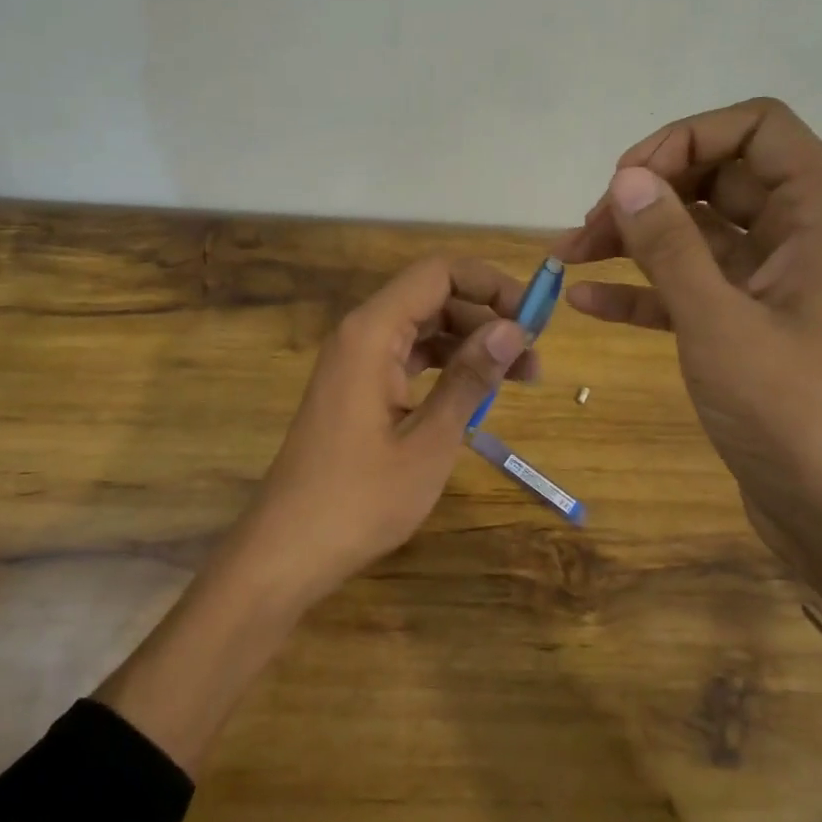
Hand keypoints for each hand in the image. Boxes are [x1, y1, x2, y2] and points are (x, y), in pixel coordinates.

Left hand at [235, 255, 536, 608]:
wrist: (288, 549)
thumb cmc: (360, 499)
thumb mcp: (430, 440)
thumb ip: (470, 379)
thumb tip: (514, 329)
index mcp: (372, 332)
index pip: (438, 273)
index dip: (490, 283)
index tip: (533, 317)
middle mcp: (360, 335)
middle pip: (431, 298)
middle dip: (486, 317)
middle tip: (533, 357)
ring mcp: (354, 362)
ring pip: (421, 329)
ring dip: (470, 344)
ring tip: (519, 378)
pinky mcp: (355, 389)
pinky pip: (406, 358)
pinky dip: (444, 367)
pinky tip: (475, 394)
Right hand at [556, 98, 821, 545]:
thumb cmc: (791, 410)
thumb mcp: (718, 320)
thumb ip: (668, 244)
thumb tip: (626, 178)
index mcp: (819, 212)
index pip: (755, 127)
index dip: (686, 138)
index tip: (627, 179)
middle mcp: (800, 233)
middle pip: (716, 176)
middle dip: (647, 193)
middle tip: (588, 225)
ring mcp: (771, 280)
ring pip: (695, 232)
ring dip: (633, 238)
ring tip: (569, 256)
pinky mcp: (746, 323)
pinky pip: (688, 285)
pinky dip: (642, 288)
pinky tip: (586, 300)